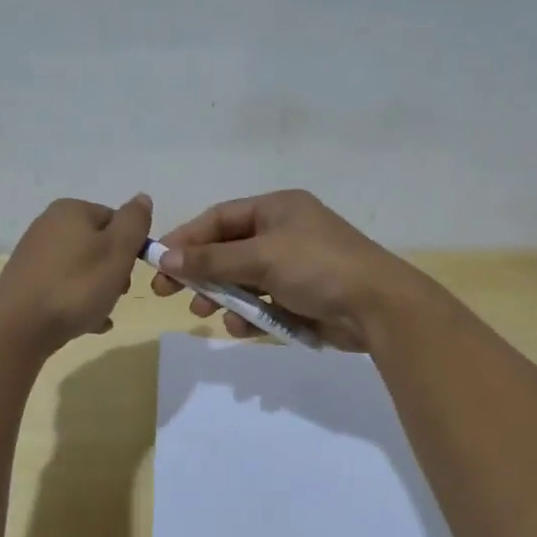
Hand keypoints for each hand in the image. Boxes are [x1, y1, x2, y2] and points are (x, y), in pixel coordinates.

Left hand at [0, 194, 152, 354]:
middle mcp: (49, 225)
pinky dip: (78, 302)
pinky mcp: (26, 282)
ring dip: (99, 289)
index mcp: (71, 210)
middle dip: (114, 270)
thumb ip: (134, 222)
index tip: (131, 271)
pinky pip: (63, 287)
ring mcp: (34, 255)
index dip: (130, 246)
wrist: (18, 329)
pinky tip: (88, 323)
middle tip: (117, 293)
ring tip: (102, 312)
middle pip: (98, 244)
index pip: (115, 220)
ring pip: (82, 268)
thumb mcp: (118, 250)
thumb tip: (142, 198)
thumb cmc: (76, 286)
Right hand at [150, 190, 420, 351]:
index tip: (159, 261)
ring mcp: (294, 266)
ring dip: (221, 294)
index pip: (220, 218)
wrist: (378, 308)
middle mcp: (284, 232)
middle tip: (168, 292)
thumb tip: (167, 256)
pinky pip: (262, 302)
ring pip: (243, 278)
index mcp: (277, 209)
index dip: (187, 238)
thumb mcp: (262, 257)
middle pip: (228, 249)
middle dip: (200, 270)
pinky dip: (248, 314)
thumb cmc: (318, 267)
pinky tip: (240, 327)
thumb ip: (212, 258)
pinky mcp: (301, 297)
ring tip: (204, 311)